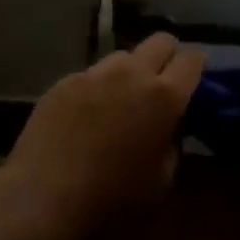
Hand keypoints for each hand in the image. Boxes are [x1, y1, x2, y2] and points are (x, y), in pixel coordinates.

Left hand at [4, 33, 204, 239]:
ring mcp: (94, 73)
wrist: (43, 198)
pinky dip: (96, 88)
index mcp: (164, 96)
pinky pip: (91, 75)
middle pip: (161, 40)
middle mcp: (132, 73)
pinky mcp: (64, 81)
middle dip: (167, 57)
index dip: (196, 68)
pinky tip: (84, 117)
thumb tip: (167, 127)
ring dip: (129, 72)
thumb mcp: (161, 181)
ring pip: (123, 56)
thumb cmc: (111, 198)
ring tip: (118, 102)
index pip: (192, 59)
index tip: (192, 83)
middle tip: (161, 85)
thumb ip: (171, 142)